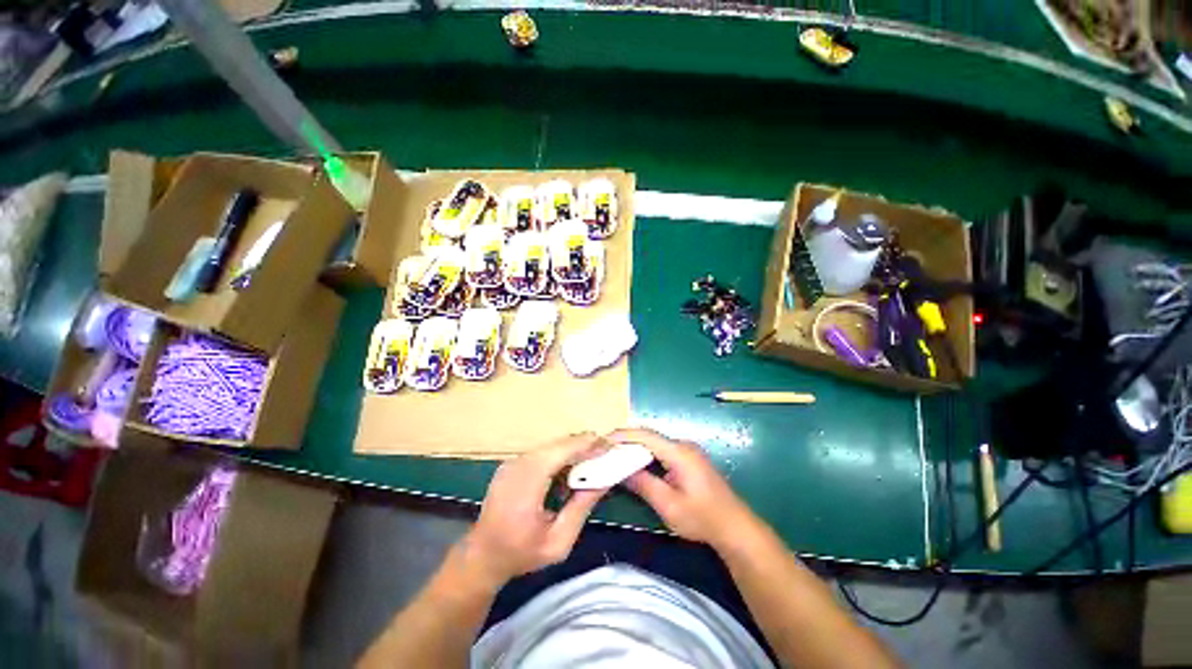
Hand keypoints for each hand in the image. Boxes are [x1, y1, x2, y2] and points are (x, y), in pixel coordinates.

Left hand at [459, 433, 608, 588]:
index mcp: (527, 483)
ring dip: (572, 449)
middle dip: (583, 445)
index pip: (561, 451)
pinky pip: (542, 452)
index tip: (609, 445)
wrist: (481, 556)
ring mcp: (512, 462)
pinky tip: (570, 467)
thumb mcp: (558, 542)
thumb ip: (581, 508)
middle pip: (557, 444)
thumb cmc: (520, 554)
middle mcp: (518, 465)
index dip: (586, 445)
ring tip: (593, 458)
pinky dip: (560, 455)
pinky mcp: (512, 463)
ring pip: (551, 446)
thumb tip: (604, 480)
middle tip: (606, 452)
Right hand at [611, 427, 754, 547]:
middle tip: (605, 451)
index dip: (623, 435)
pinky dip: (646, 455)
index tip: (603, 440)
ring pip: (655, 444)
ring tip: (615, 457)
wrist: (735, 527)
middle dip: (626, 442)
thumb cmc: (702, 518)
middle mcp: (683, 445)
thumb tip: (620, 470)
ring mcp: (687, 451)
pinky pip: (662, 451)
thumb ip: (643, 484)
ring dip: (635, 449)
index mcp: (679, 452)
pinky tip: (635, 464)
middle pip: (649, 437)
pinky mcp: (688, 459)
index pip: (645, 435)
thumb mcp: (669, 505)